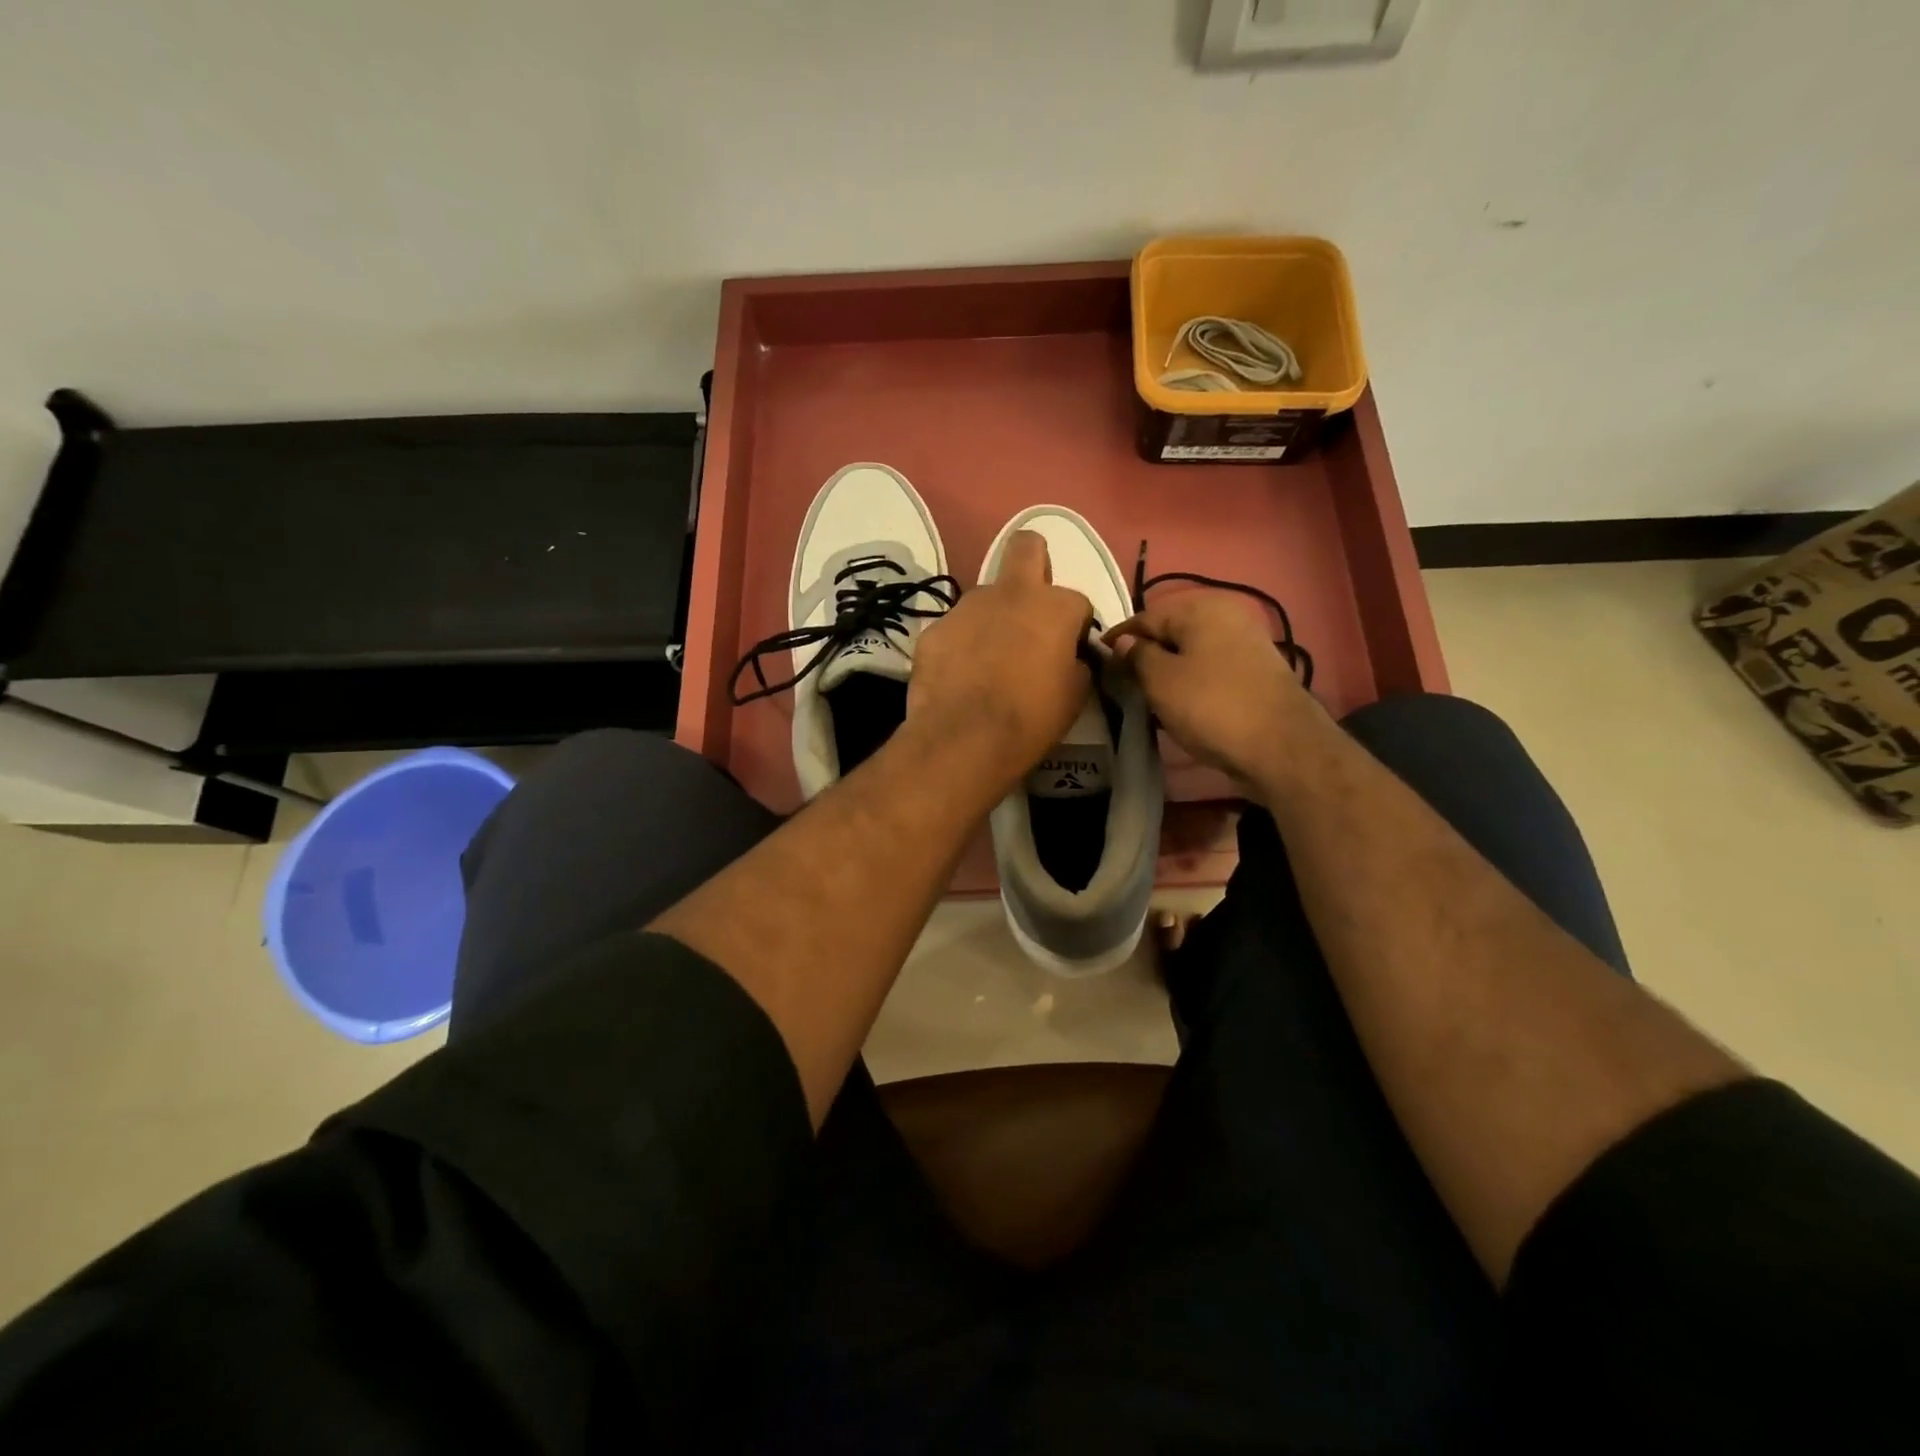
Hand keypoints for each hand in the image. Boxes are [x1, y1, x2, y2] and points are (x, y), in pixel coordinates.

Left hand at [906, 531, 1092, 789]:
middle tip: (1031, 606)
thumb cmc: (1031, 718)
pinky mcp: (933, 630)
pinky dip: (960, 646)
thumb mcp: (1074, 695)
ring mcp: (965, 607)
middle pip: (1026, 547)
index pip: (1077, 602)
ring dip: (992, 619)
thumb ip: (1076, 663)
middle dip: (1035, 562)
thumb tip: (1069, 657)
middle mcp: (1010, 593)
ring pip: (985, 598)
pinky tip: (959, 677)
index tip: (1069, 653)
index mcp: (1054, 606)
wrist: (964, 739)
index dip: (1075, 627)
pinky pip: (954, 630)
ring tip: (987, 662)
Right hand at [1105, 590, 1319, 789]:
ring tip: (1146, 695)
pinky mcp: (1256, 670)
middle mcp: (1227, 614)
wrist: (1281, 746)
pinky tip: (1180, 703)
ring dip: (1168, 670)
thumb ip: (1136, 656)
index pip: (1145, 618)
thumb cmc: (1211, 706)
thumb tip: (1124, 642)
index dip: (1118, 639)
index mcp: (1201, 607)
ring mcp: (1246, 642)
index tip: (1097, 660)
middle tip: (1120, 681)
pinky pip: (1211, 668)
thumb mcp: (1161, 680)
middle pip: (1171, 632)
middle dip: (1145, 654)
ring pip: (1192, 651)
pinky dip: (1192, 681)